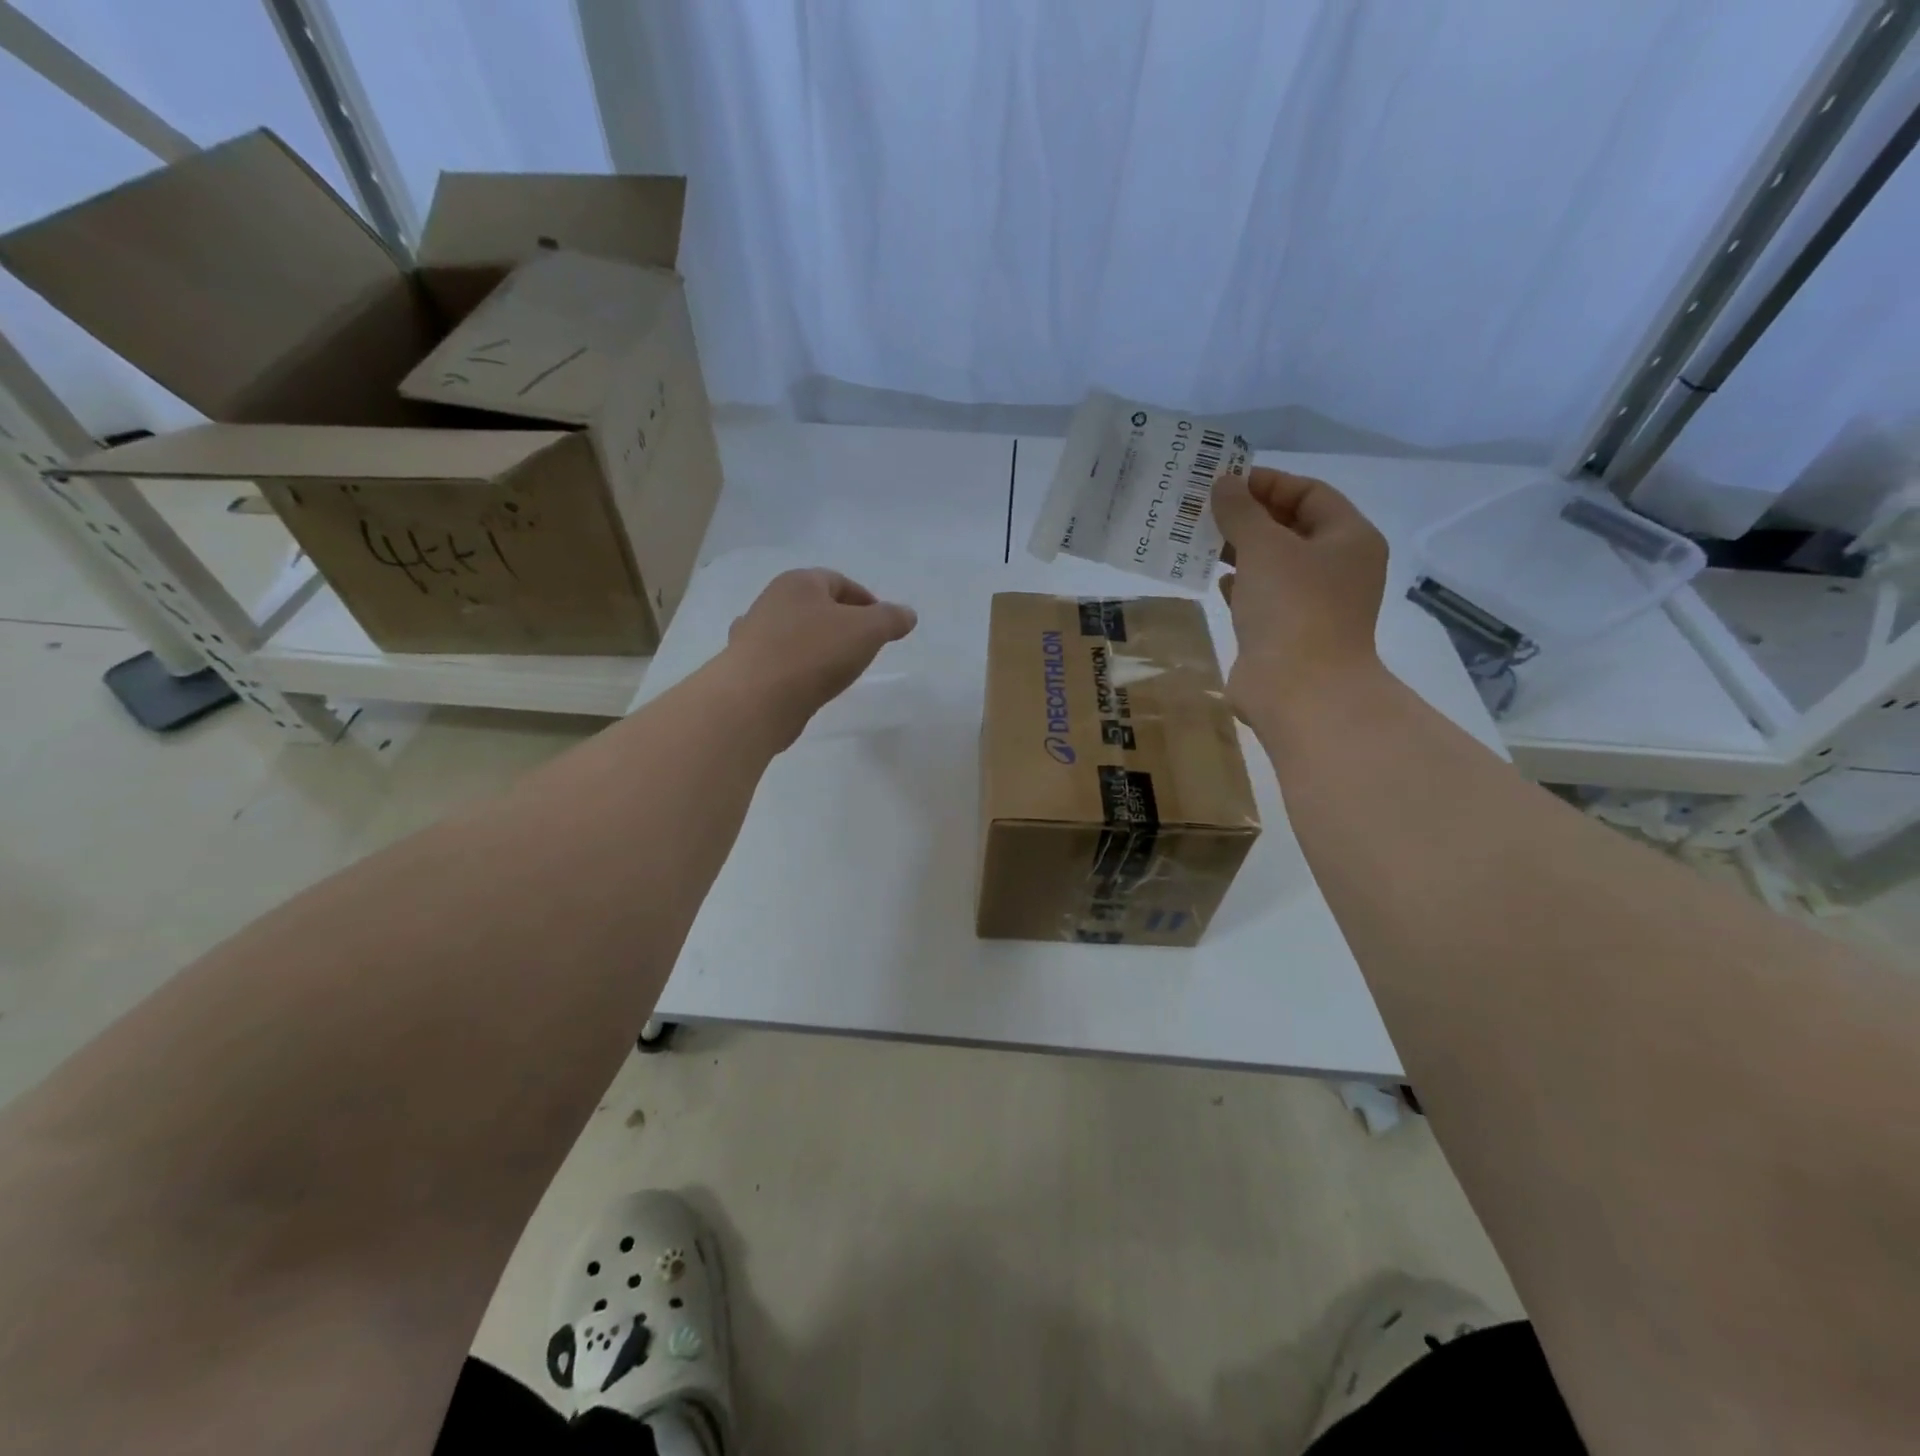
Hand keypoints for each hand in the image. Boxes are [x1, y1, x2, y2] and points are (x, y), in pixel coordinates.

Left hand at [723, 569, 917, 743]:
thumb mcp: (867, 631)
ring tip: (839, 669)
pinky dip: (799, 669)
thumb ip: (890, 619)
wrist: (755, 700)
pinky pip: (782, 662)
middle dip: (842, 623)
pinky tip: (810, 685)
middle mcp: (771, 601)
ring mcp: (753, 635)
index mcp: (798, 582)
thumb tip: (907, 614)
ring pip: (796, 634)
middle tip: (864, 646)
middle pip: (816, 607)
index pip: (839, 581)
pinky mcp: (747, 668)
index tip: (883, 626)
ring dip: (818, 647)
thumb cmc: (814, 654)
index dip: (866, 600)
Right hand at [1211, 464, 1388, 709]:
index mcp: (1349, 538)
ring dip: (1240, 551)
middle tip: (1206, 510)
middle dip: (1250, 517)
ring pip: (1275, 564)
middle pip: (1292, 528)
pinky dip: (1241, 585)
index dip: (1268, 483)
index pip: (1310, 493)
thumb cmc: (1292, 607)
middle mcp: (1338, 567)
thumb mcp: (1263, 547)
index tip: (1225, 482)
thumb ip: (1241, 511)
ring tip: (1201, 541)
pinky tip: (1216, 581)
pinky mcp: (1289, 632)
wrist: (1299, 689)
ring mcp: (1315, 603)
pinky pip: (1264, 597)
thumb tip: (1223, 483)